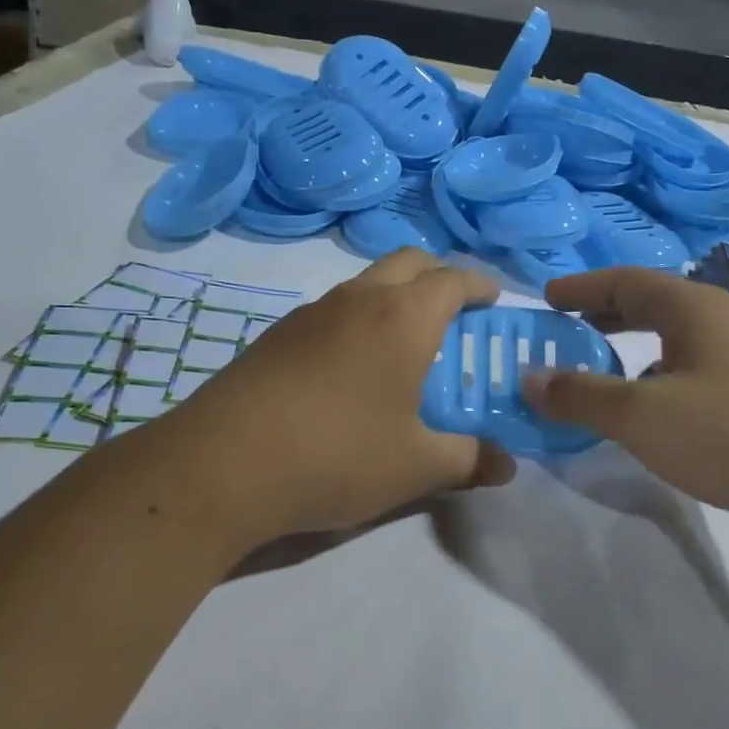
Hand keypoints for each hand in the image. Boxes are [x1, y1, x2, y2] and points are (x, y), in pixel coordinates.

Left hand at [160, 249, 515, 546]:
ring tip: (406, 343)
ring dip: (395, 295)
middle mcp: (358, 299)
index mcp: (402, 318)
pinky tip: (352, 368)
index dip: (479, 285)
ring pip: (366, 282)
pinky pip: (333, 309)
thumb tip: (507, 466)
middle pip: (408, 261)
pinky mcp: (277, 334)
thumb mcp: (415, 467)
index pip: (452, 279)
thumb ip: (468, 460)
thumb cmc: (337, 456)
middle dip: (438, 275)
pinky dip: (358, 319)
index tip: (493, 300)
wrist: (221, 465)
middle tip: (455, 312)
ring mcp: (311, 312)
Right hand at [520, 267, 728, 540]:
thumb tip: (529, 377)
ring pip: (679, 341)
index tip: (547, 297)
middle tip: (569, 328)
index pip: (624, 281)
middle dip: (607, 314)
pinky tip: (659, 414)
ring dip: (636, 350)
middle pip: (653, 305)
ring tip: (606, 373)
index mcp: (691, 308)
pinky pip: (699, 372)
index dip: (581, 287)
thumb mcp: (643, 415)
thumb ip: (581, 395)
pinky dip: (664, 379)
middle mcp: (722, 321)